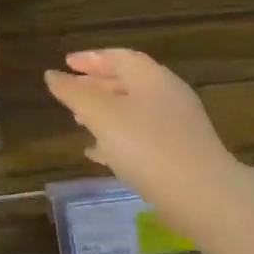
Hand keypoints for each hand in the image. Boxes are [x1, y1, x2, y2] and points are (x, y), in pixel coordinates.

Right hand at [45, 50, 235, 233]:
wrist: (201, 195)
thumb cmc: (148, 146)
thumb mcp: (103, 116)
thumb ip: (75, 94)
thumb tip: (52, 75)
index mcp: (152, 78)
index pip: (119, 57)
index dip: (90, 58)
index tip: (65, 63)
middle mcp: (167, 95)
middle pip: (127, 82)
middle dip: (96, 85)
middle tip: (70, 92)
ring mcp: (176, 126)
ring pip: (133, 111)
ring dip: (105, 112)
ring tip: (78, 120)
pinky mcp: (178, 154)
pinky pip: (141, 137)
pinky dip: (117, 138)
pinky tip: (99, 153)